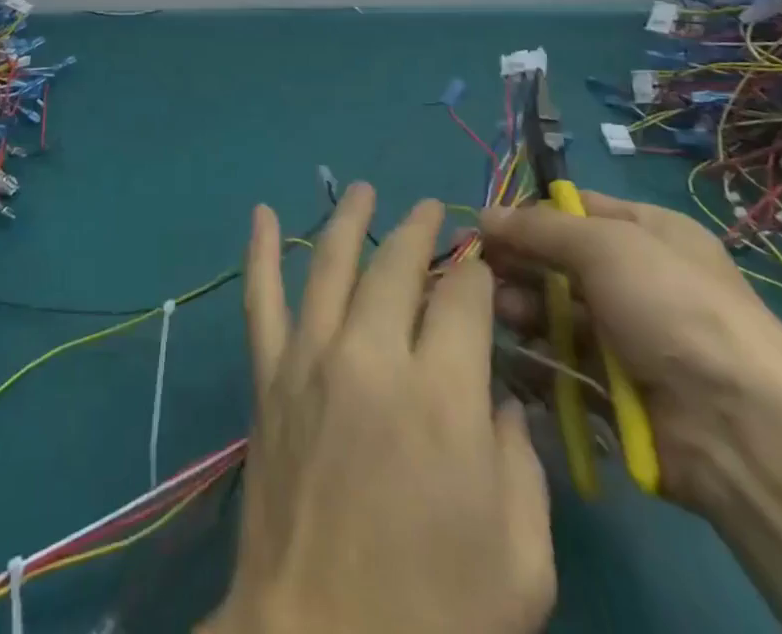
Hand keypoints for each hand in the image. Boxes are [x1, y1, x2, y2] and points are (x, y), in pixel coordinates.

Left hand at [205, 184, 553, 633]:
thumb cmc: (436, 615)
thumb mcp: (521, 560)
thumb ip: (522, 463)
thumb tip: (499, 394)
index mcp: (442, 397)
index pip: (464, 297)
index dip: (477, 273)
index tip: (483, 265)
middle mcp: (372, 355)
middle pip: (398, 265)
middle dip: (421, 231)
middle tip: (431, 209)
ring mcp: (311, 357)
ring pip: (331, 262)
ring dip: (350, 219)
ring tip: (366, 190)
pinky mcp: (268, 374)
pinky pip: (260, 297)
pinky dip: (258, 250)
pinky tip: (260, 213)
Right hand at [481, 190, 781, 510]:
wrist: (743, 429)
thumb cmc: (674, 308)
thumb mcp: (604, 244)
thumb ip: (539, 227)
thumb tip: (484, 215)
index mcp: (649, 231)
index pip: (574, 208)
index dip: (528, 214)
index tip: (485, 227)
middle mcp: (639, 276)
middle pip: (559, 258)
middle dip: (517, 261)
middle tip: (477, 269)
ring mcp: (630, 333)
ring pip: (556, 306)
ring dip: (523, 304)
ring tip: (503, 311)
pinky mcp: (618, 384)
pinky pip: (564, 355)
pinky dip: (537, 349)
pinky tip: (513, 346)